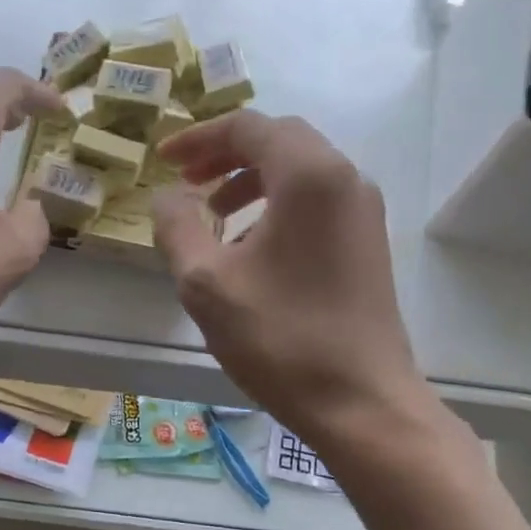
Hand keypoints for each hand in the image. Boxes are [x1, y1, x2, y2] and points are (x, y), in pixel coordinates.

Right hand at [152, 111, 430, 451]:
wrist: (362, 402)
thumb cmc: (280, 338)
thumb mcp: (207, 283)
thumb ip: (178, 227)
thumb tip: (167, 196)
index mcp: (309, 175)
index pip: (249, 127)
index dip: (198, 137)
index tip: (163, 160)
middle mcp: (345, 179)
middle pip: (279, 141)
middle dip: (226, 154)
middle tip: (187, 181)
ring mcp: (363, 212)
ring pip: (299, 171)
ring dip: (250, 181)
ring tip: (214, 217)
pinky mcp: (367, 243)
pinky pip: (316, 201)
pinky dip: (277, 205)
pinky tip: (250, 248)